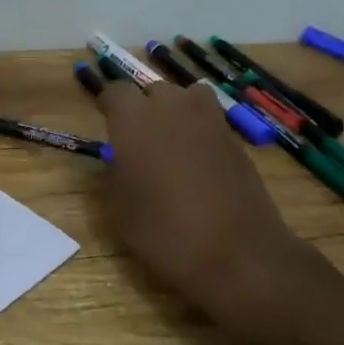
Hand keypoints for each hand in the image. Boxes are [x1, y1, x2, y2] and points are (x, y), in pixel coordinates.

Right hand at [96, 81, 343, 344]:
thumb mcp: (121, 210)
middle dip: (142, 107)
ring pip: (186, 96)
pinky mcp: (234, 137)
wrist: (238, 254)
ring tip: (170, 141)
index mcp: (133, 120)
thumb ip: (116, 174)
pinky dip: (199, 129)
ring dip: (175, 110)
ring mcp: (208, 119)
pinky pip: (209, 118)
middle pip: (152, 90)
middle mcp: (171, 108)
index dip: (108, 104)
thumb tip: (121, 161)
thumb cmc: (166, 234)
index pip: (115, 91)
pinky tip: (197, 160)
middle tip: (137, 139)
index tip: (105, 121)